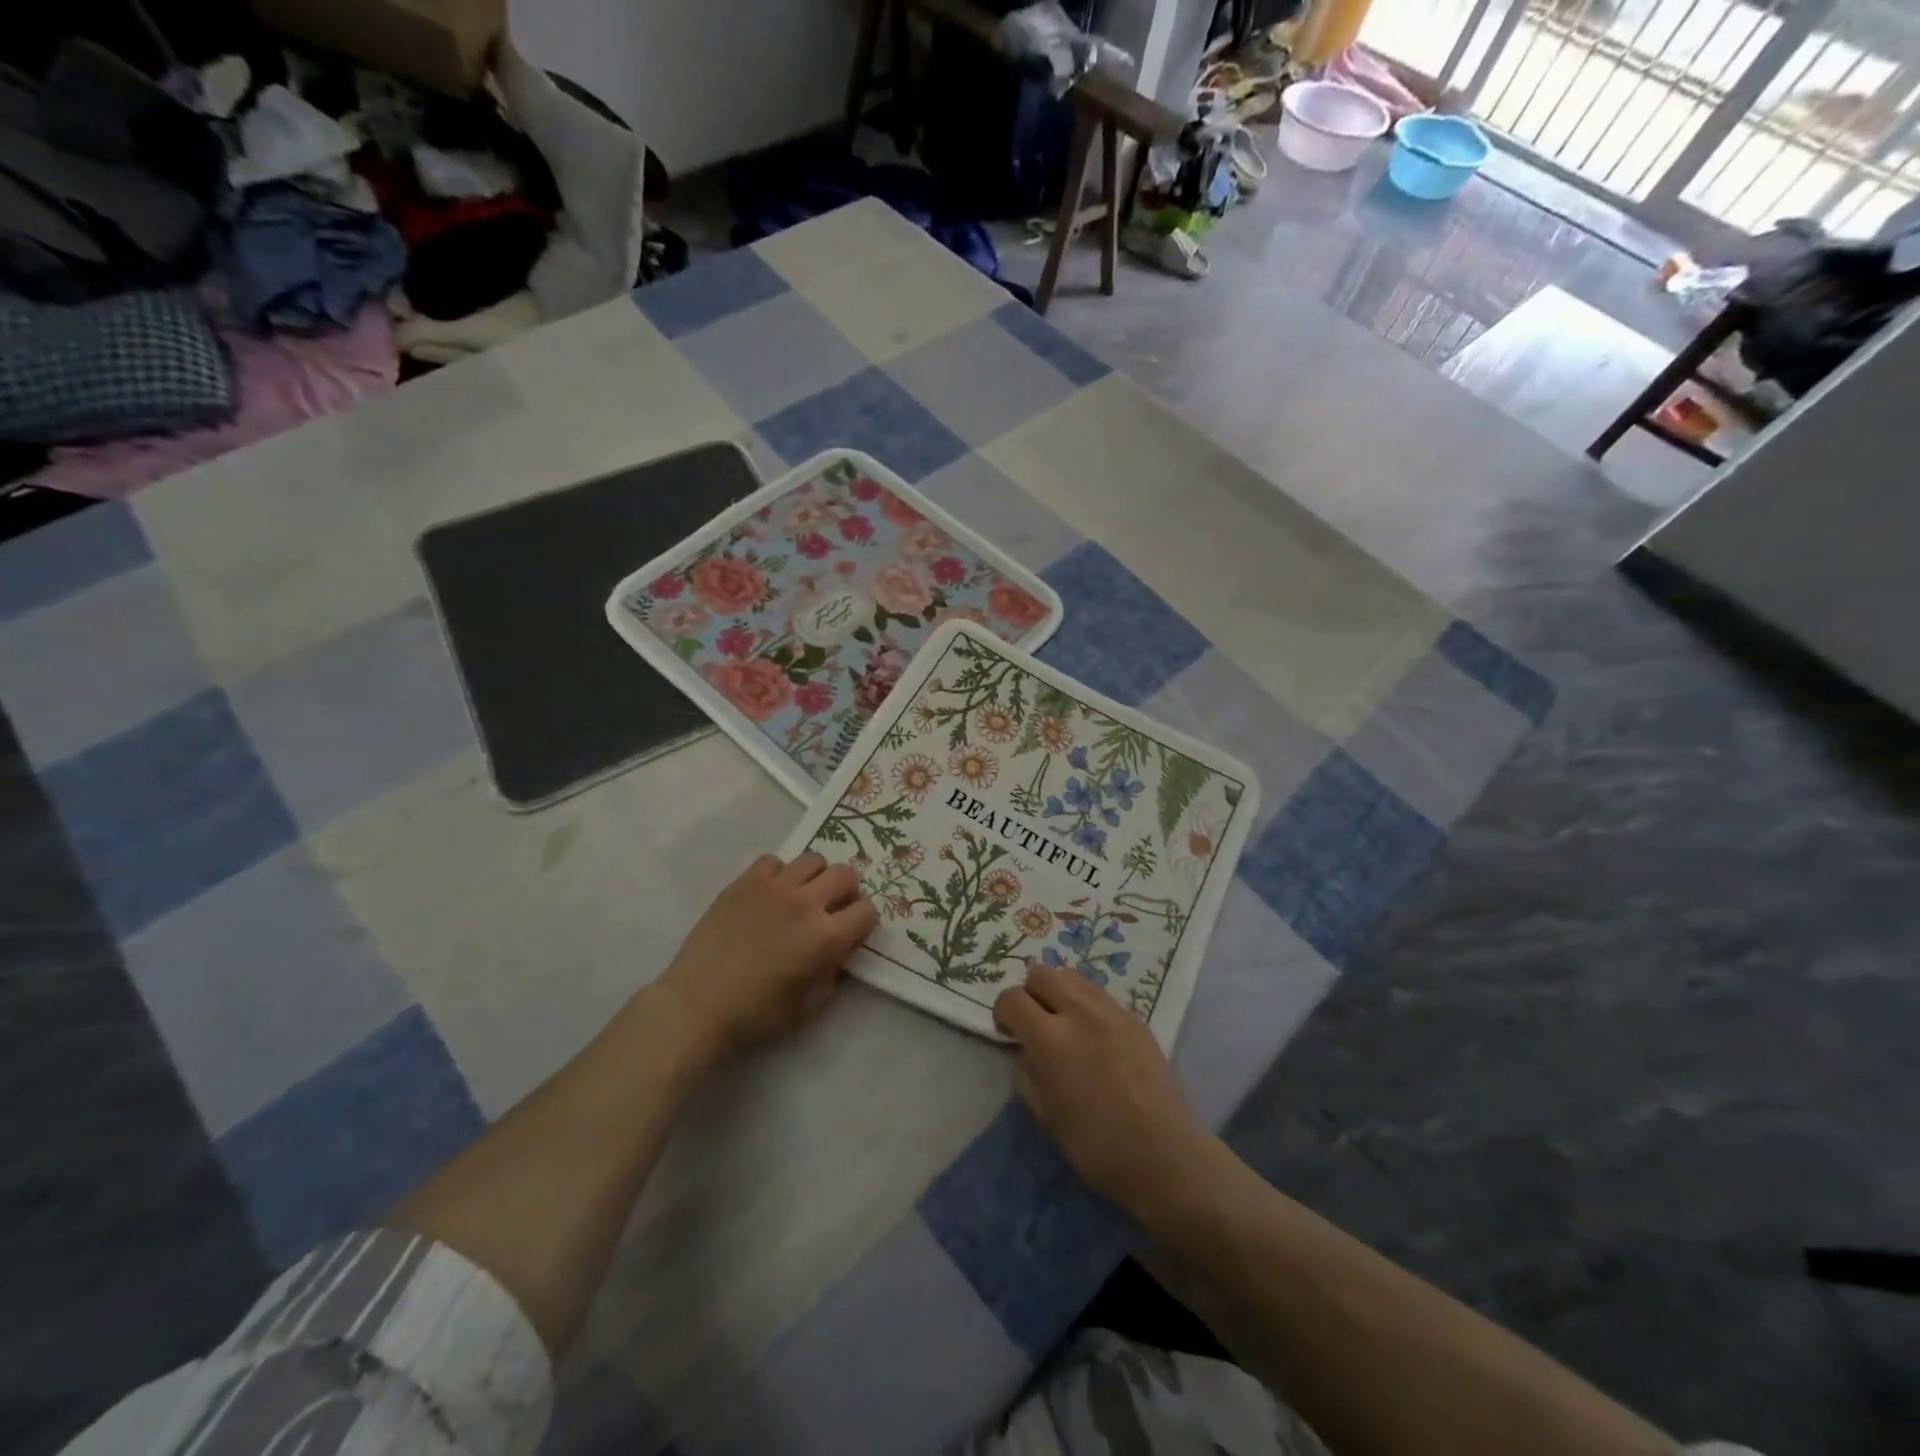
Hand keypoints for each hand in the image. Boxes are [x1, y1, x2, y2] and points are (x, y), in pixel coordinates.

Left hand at [655, 853, 876, 1061]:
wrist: (699, 1003)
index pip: (867, 910)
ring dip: (814, 877)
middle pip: (845, 875)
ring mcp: (775, 887)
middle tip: (831, 908)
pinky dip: (779, 874)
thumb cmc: (756, 1013)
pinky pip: (774, 861)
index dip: (863, 921)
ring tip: (801, 896)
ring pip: (813, 859)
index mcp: (826, 938)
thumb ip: (832, 972)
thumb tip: (836, 953)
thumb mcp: (809, 1004)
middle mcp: (806, 904)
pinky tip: (769, 894)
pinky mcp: (746, 881)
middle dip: (845, 892)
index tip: (852, 931)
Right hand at [993, 963, 1209, 1215]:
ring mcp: (1111, 1010)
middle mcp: (1079, 1012)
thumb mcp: (1045, 1115)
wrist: (1164, 1154)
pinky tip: (1093, 1035)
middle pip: (1041, 973)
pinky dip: (1085, 1004)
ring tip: (1064, 1023)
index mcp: (1050, 1038)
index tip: (1009, 1033)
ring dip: (1058, 992)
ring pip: (1072, 976)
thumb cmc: (1097, 1146)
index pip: (1012, 998)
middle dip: (1030, 993)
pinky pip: (1099, 994)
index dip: (1003, 1013)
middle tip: (1035, 1024)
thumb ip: (1028, 1072)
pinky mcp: (1135, 1017)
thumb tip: (1028, 1051)